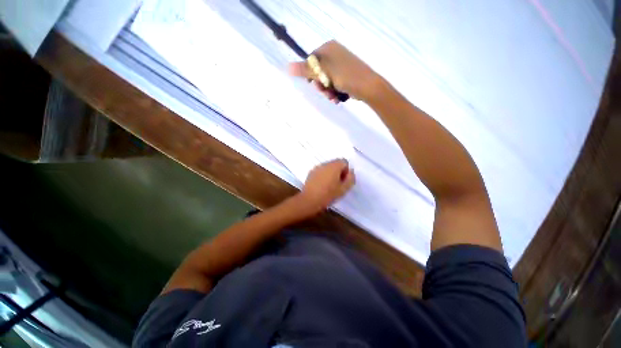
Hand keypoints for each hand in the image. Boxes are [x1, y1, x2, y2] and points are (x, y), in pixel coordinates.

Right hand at [288, 41, 384, 102]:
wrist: (368, 86)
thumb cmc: (345, 76)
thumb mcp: (323, 72)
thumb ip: (306, 70)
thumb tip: (287, 67)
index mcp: (329, 48)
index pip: (311, 60)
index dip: (311, 74)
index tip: (314, 83)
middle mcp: (335, 54)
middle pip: (319, 72)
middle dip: (321, 86)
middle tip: (325, 92)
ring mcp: (341, 65)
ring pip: (326, 81)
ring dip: (327, 92)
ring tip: (333, 98)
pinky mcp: (346, 76)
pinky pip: (334, 84)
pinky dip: (334, 92)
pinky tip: (337, 98)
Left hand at [297, 159, 355, 213]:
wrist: (309, 200)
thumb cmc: (328, 195)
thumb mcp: (343, 189)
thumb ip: (350, 179)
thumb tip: (350, 172)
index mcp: (334, 166)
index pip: (344, 162)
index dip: (346, 171)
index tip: (344, 181)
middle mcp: (325, 163)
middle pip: (336, 163)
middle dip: (339, 172)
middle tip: (338, 184)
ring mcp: (317, 167)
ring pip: (328, 167)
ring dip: (331, 173)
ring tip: (329, 186)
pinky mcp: (311, 172)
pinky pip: (321, 171)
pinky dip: (323, 175)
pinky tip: (321, 186)